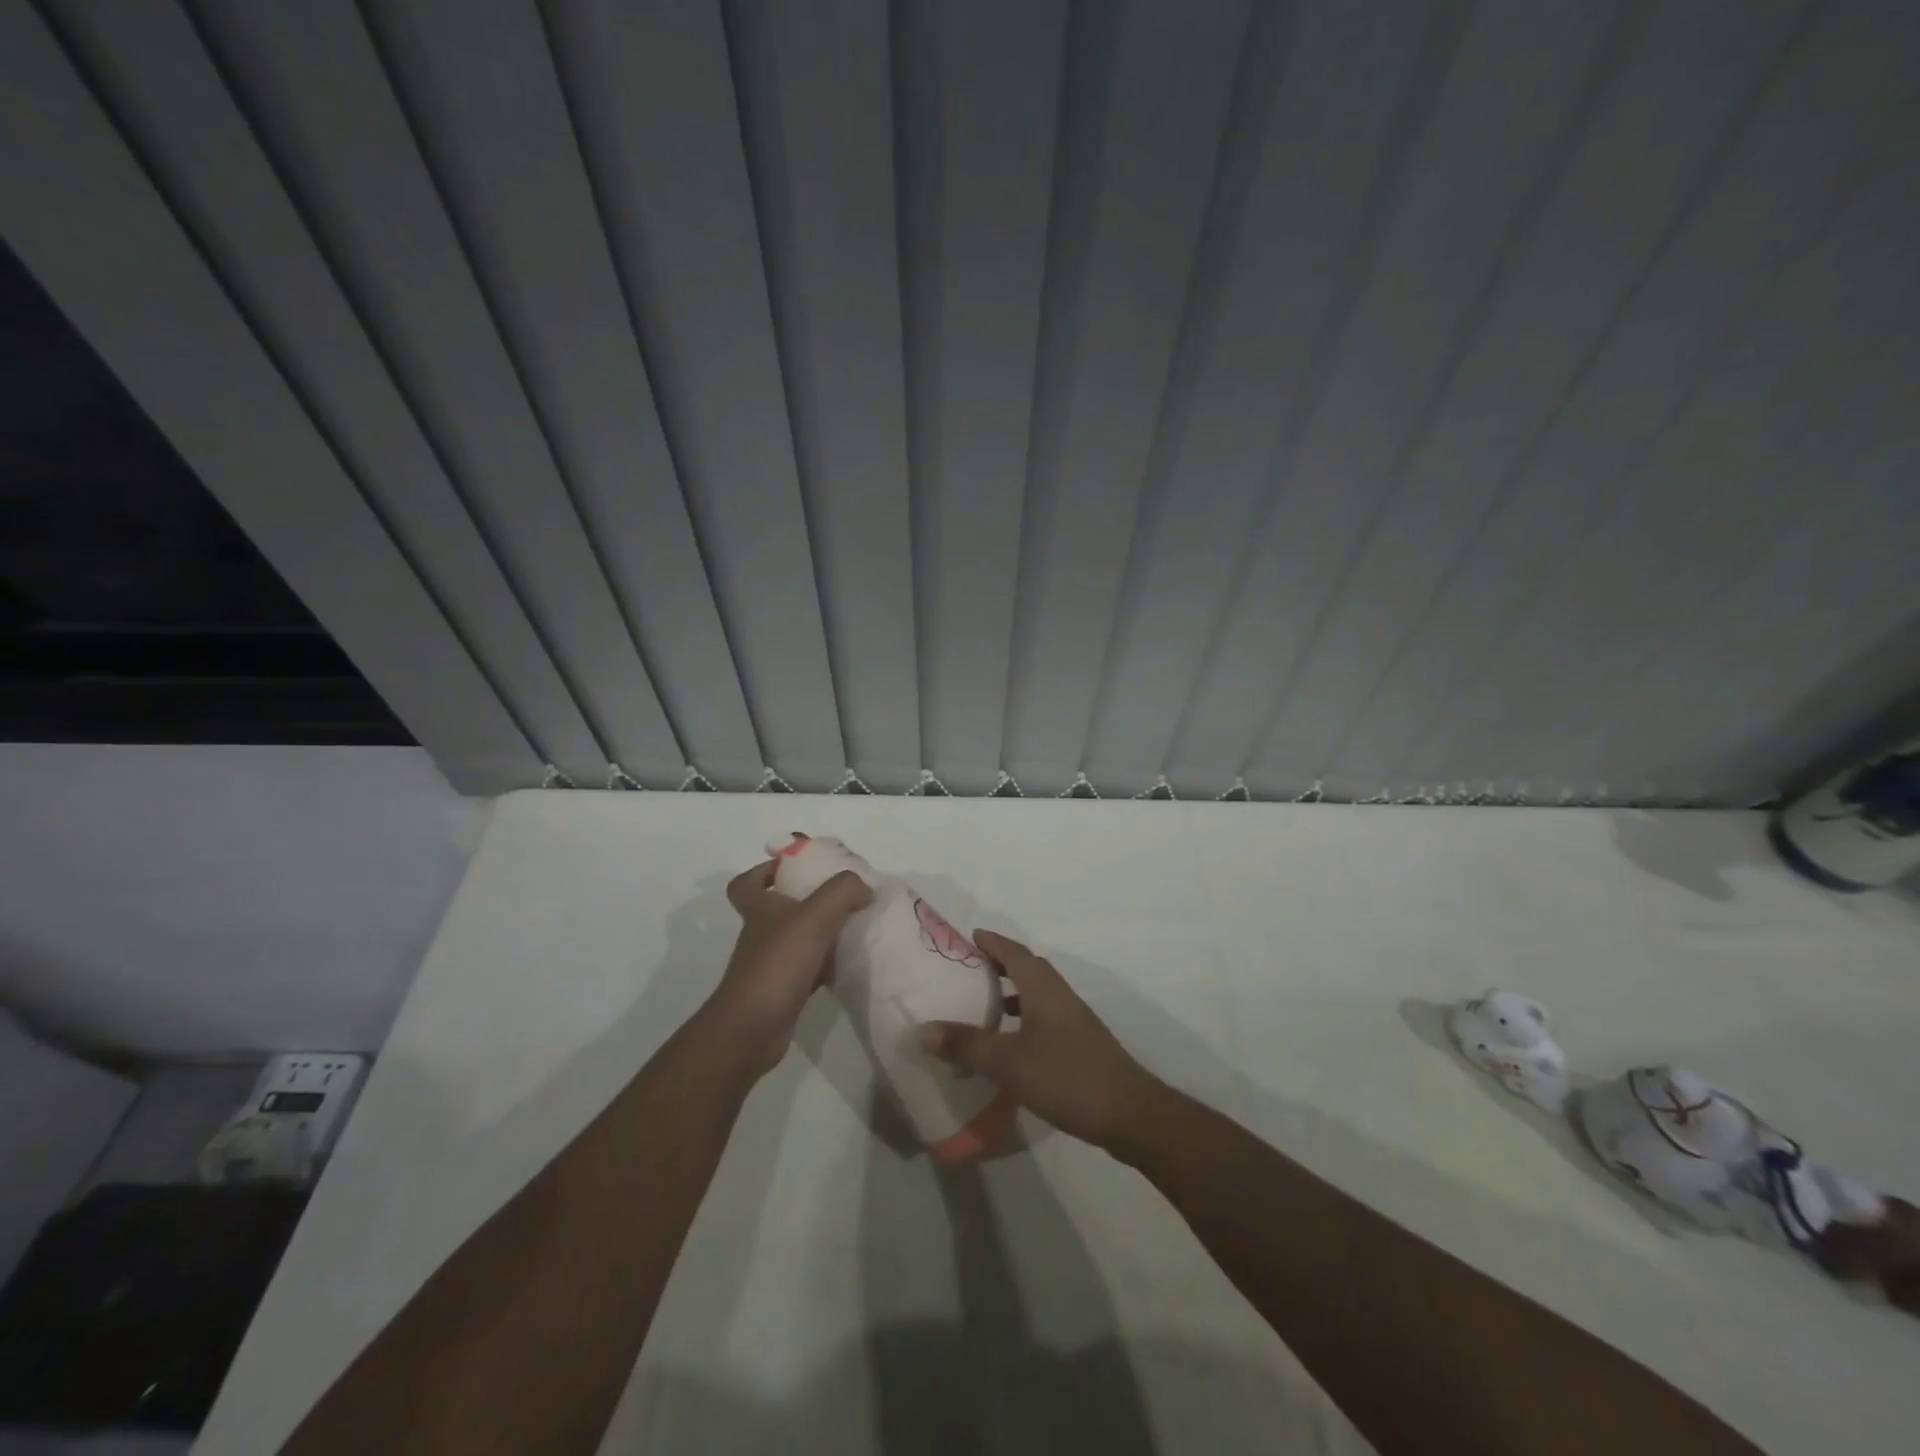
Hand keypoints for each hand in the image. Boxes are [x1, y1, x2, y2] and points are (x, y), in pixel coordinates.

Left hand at [706, 860, 871, 1077]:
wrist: (753, 1029)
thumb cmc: (778, 963)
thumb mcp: (815, 915)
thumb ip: (843, 891)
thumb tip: (864, 888)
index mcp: (760, 909)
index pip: (747, 883)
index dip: (765, 870)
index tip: (795, 868)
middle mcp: (762, 933)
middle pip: (780, 909)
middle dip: (809, 900)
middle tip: (843, 896)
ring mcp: (772, 964)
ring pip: (799, 940)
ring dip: (823, 933)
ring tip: (856, 926)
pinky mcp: (785, 990)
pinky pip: (811, 969)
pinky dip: (829, 965)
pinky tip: (852, 964)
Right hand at [919, 930, 1160, 1149]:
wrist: (1129, 1114)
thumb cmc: (1066, 1076)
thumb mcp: (1008, 1062)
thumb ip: (966, 1045)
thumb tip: (922, 1030)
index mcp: (1044, 988)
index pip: (1015, 952)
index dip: (992, 942)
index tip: (969, 937)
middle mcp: (1060, 996)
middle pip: (1027, 969)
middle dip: (999, 965)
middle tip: (967, 971)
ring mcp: (1073, 1021)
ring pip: (1036, 995)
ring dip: (1011, 994)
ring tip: (981, 1006)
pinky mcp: (1079, 1045)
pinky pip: (1043, 1018)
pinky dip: (1022, 1020)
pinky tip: (1009, 1045)